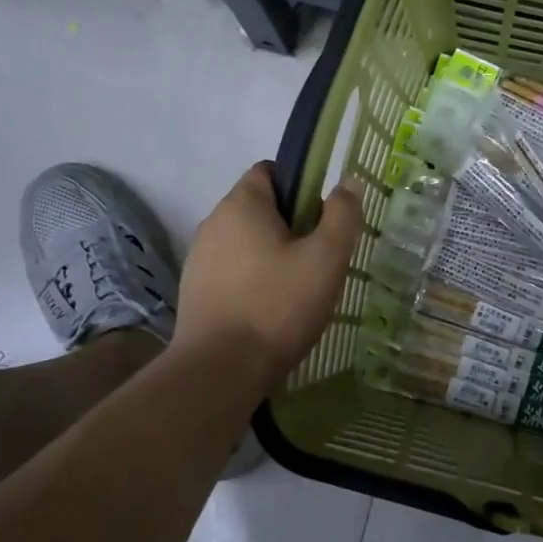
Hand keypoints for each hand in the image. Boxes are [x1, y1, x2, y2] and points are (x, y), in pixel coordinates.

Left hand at [173, 162, 363, 389]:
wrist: (220, 371)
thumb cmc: (277, 306)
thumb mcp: (325, 259)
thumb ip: (341, 215)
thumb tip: (347, 182)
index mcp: (241, 205)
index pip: (270, 171)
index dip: (301, 185)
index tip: (323, 218)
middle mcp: (213, 224)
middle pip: (260, 209)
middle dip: (292, 226)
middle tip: (319, 260)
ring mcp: (199, 259)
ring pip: (247, 243)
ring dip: (273, 256)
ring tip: (299, 291)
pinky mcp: (195, 292)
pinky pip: (233, 272)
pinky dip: (254, 281)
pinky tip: (272, 311)